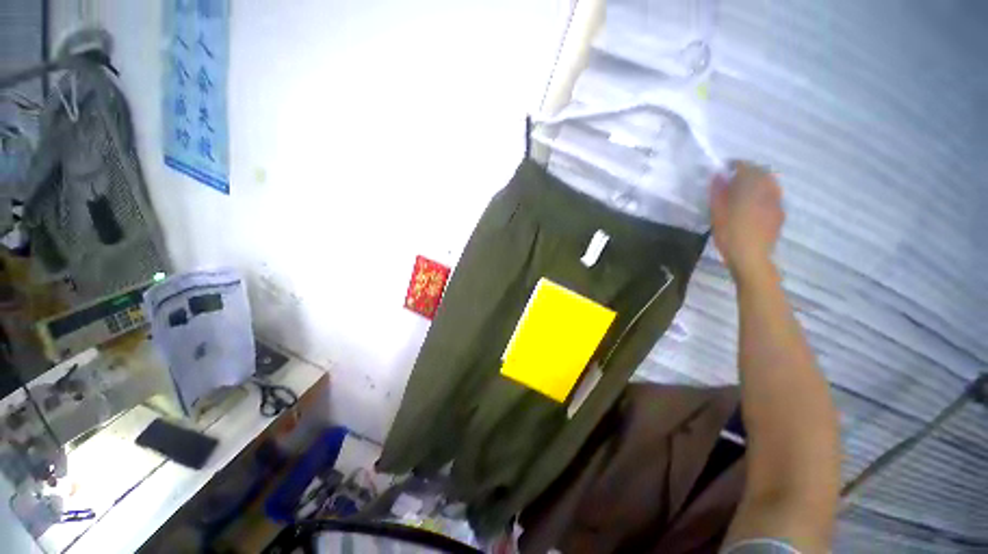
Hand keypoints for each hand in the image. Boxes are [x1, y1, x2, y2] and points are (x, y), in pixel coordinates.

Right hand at [710, 161, 783, 278]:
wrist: (751, 257)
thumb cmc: (729, 234)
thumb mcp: (716, 212)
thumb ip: (718, 191)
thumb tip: (718, 174)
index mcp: (750, 188)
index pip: (745, 166)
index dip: (735, 165)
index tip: (724, 169)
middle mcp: (767, 190)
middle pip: (761, 173)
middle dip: (748, 172)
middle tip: (733, 179)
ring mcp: (776, 202)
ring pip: (769, 184)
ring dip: (758, 182)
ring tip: (744, 191)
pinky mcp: (779, 213)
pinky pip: (773, 196)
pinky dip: (764, 194)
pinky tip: (754, 205)